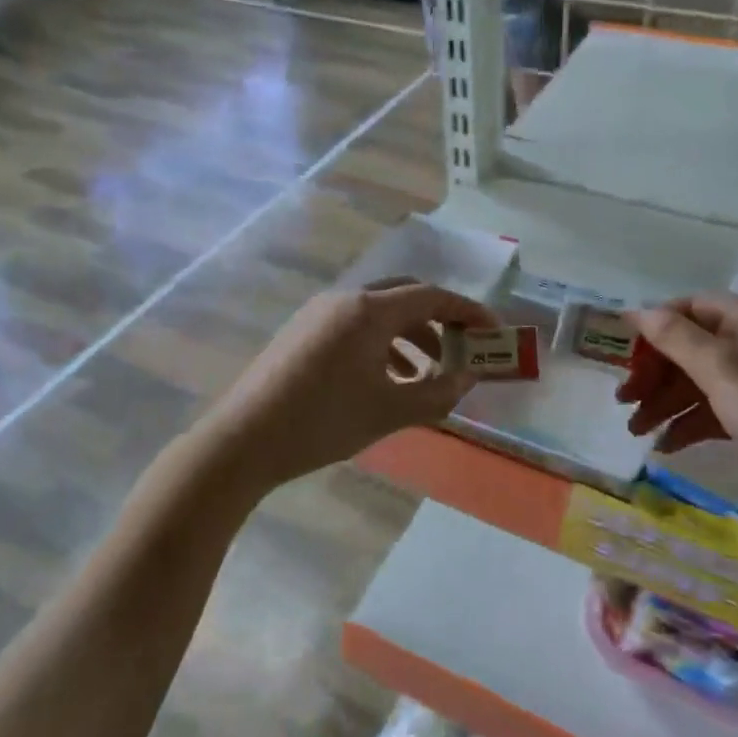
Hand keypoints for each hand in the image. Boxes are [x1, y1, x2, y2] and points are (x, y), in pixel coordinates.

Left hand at [200, 278, 496, 490]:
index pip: (432, 296)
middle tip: (461, 348)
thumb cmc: (324, 422)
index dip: (468, 312)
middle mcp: (344, 300)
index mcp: (369, 310)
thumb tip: (468, 377)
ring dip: (410, 336)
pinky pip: (354, 327)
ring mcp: (318, 314)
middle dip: (439, 320)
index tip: (493, 331)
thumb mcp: (390, 411)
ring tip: (427, 375)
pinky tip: (387, 380)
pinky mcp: (302, 332)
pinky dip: (381, 345)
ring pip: (378, 313)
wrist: (243, 440)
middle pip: (405, 296)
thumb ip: (439, 392)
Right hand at [617, 293, 737, 509]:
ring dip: (665, 402)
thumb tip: (636, 310)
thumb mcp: (724, 371)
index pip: (693, 307)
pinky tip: (666, 445)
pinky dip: (688, 423)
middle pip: (692, 347)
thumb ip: (677, 338)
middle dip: (655, 372)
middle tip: (624, 400)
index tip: (622, 352)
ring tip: (635, 430)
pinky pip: (715, 411)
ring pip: (700, 382)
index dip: (656, 324)